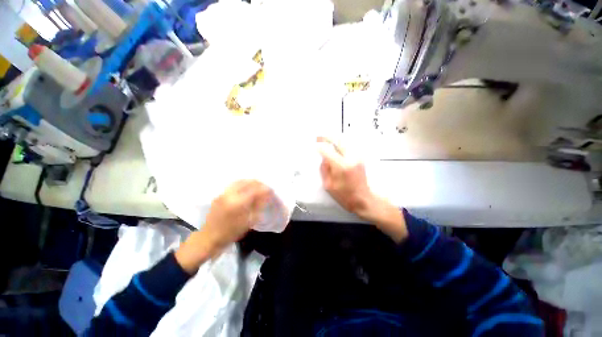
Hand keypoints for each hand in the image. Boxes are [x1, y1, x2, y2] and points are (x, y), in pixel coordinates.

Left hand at [175, 180, 271, 273]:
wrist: (208, 238)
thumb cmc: (231, 233)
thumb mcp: (248, 222)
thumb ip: (258, 206)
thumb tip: (267, 195)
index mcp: (238, 203)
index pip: (256, 190)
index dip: (265, 189)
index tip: (271, 191)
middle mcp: (230, 194)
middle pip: (248, 182)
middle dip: (259, 183)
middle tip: (265, 188)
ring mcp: (223, 193)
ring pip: (240, 181)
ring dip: (251, 182)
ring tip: (257, 187)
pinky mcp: (220, 194)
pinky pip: (234, 184)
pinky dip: (243, 184)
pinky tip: (247, 189)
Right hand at [317, 137, 407, 241]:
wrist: (363, 199)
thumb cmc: (344, 195)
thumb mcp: (329, 185)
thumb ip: (324, 169)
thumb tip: (323, 158)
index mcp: (341, 166)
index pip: (327, 150)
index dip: (319, 146)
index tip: (313, 144)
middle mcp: (350, 158)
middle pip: (338, 140)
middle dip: (327, 137)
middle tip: (319, 137)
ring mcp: (357, 157)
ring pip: (345, 141)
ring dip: (334, 139)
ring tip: (326, 140)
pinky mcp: (360, 158)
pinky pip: (349, 146)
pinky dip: (341, 143)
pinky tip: (335, 146)